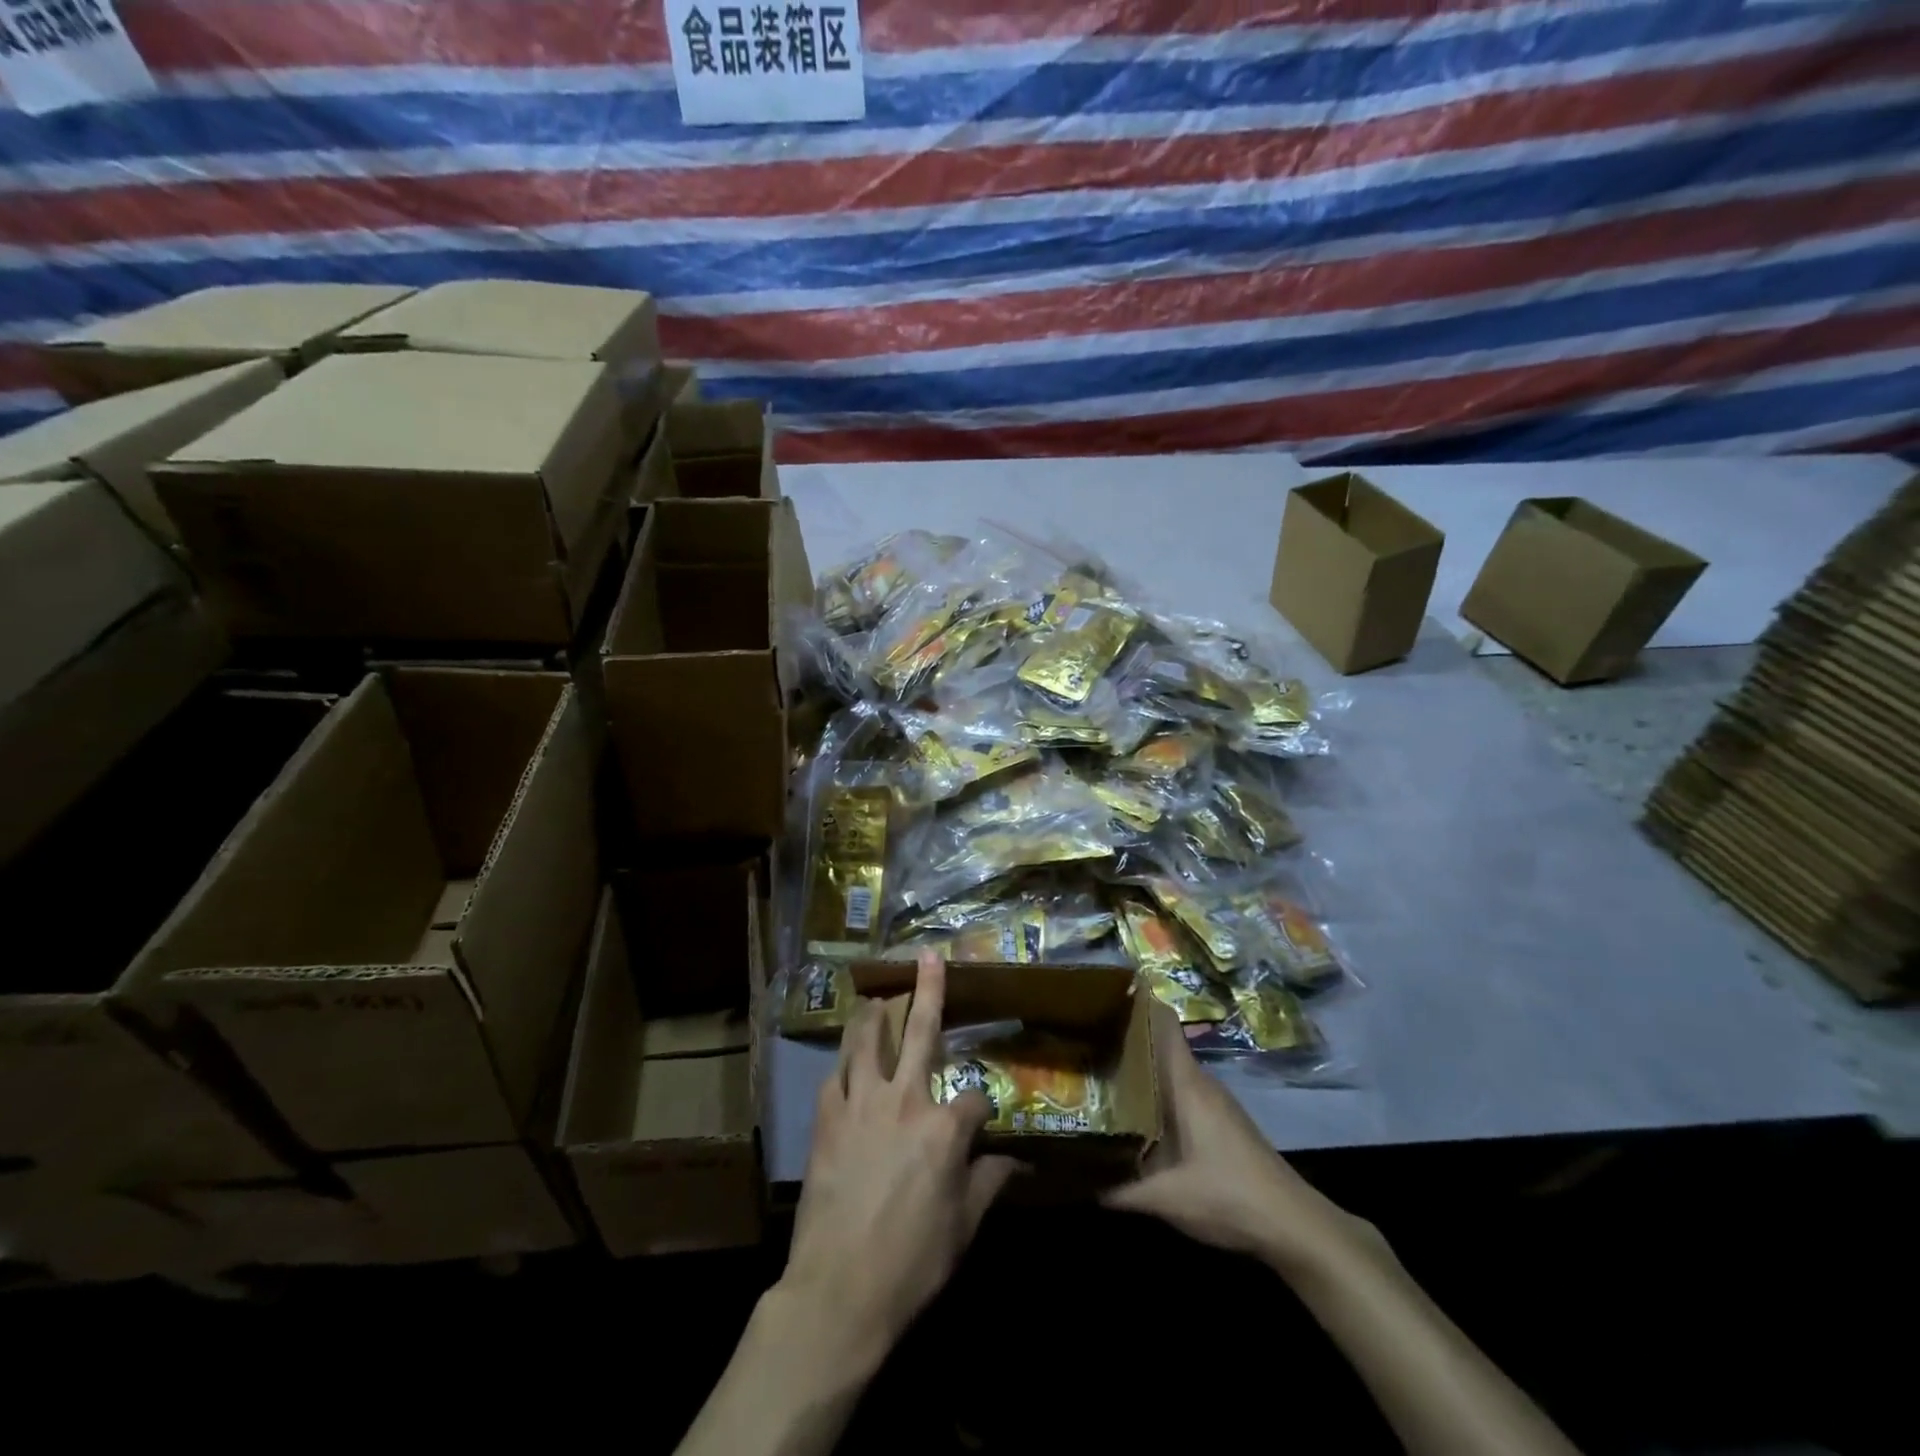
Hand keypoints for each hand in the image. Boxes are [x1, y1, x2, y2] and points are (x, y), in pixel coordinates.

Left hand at [779, 950, 1019, 1370]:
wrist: (839, 1289)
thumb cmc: (912, 1262)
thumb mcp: (965, 1227)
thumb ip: (991, 1183)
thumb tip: (1019, 1163)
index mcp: (945, 1127)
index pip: (976, 1098)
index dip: (983, 1110)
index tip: (983, 1127)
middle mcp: (905, 1099)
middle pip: (921, 1032)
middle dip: (929, 990)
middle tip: (928, 956)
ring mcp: (861, 1103)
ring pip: (866, 1041)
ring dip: (873, 1015)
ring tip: (876, 998)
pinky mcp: (827, 1118)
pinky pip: (836, 1076)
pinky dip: (843, 1064)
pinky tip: (846, 1062)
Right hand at [1103, 1003, 1370, 1277]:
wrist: (1294, 1225)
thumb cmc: (1229, 1197)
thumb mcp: (1167, 1199)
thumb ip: (1119, 1190)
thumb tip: (1077, 1180)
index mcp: (1186, 1082)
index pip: (1161, 1021)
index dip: (1131, 1002)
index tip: (1096, 996)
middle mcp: (1199, 1081)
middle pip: (1157, 1044)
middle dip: (1121, 1039)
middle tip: (1080, 1040)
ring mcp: (1213, 1100)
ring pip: (1167, 1070)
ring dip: (1137, 1068)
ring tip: (1097, 1072)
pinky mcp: (1220, 1121)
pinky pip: (1178, 1091)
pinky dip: (1153, 1093)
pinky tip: (1132, 1113)